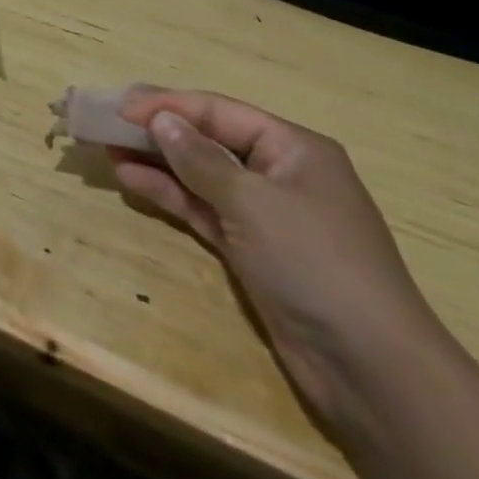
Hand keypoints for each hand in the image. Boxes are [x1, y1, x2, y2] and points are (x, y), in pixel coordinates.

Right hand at [110, 88, 447, 425]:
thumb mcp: (252, 201)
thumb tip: (160, 120)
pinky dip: (169, 194)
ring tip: (108, 149)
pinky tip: (131, 180)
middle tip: (105, 122)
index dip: (167, 105)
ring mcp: (266, 215)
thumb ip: (199, 158)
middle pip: (207, 140)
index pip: (217, 111)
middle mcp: (280, 173)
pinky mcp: (253, 251)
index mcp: (293, 148)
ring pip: (200, 175)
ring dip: (156, 162)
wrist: (374, 374)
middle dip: (157, 131)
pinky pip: (202, 208)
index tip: (119, 105)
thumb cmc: (315, 264)